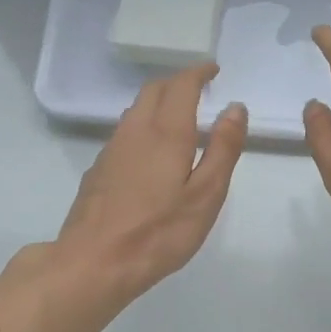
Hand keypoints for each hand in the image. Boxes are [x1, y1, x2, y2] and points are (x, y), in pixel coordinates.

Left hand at [50, 64, 247, 302]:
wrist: (94, 262)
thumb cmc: (159, 232)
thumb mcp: (206, 195)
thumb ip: (222, 149)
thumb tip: (235, 108)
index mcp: (166, 133)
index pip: (181, 85)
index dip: (198, 72)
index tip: (213, 70)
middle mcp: (135, 131)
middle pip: (154, 90)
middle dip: (177, 82)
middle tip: (198, 88)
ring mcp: (112, 150)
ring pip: (135, 110)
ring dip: (158, 102)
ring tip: (178, 115)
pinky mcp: (98, 170)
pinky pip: (124, 132)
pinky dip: (143, 125)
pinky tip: (151, 150)